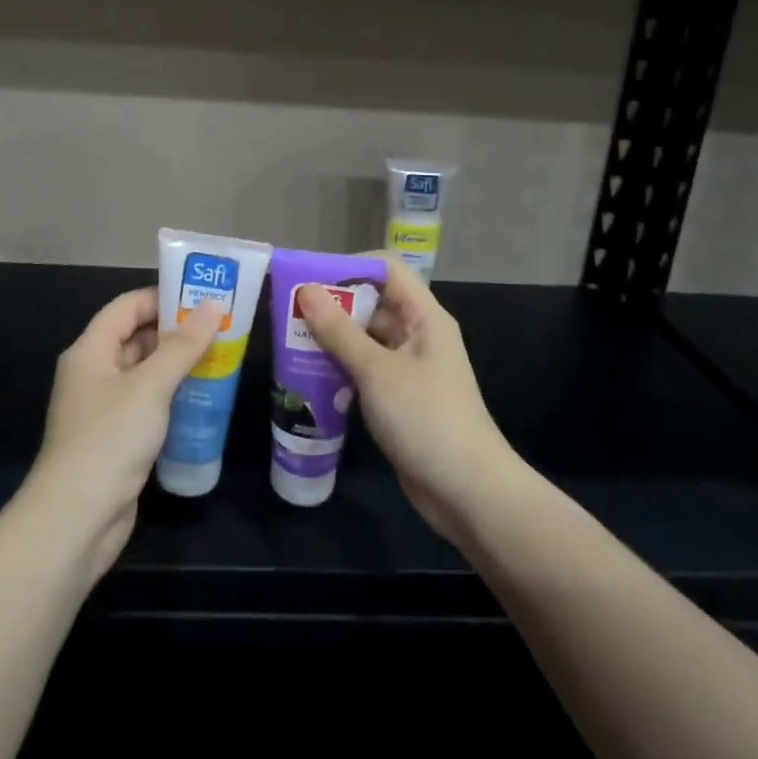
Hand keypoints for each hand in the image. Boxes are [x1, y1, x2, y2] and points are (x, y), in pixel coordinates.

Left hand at [23, 288, 223, 579]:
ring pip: (144, 373)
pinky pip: (147, 404)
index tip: (203, 297)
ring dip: (178, 366)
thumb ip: (183, 346)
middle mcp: (93, 373)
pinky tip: (204, 399)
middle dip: (176, 332)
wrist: (76, 520)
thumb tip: (213, 306)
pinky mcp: (116, 439)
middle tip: (221, 328)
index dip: (162, 297)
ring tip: (221, 358)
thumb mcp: (150, 386)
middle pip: (136, 338)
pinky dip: (172, 397)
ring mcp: (104, 408)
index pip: (127, 307)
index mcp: (90, 351)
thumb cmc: (109, 439)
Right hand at [296, 259, 517, 543]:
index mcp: (424, 317)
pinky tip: (309, 376)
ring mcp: (409, 368)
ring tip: (290, 341)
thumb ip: (340, 331)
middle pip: (373, 302)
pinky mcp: (399, 397)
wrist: (468, 493)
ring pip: (365, 338)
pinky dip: (340, 367)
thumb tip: (307, 291)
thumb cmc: (426, 419)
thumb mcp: (377, 372)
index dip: (350, 266)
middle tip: (289, 312)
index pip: (387, 269)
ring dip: (332, 338)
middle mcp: (418, 335)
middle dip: (333, 304)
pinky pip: (365, 369)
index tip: (310, 279)